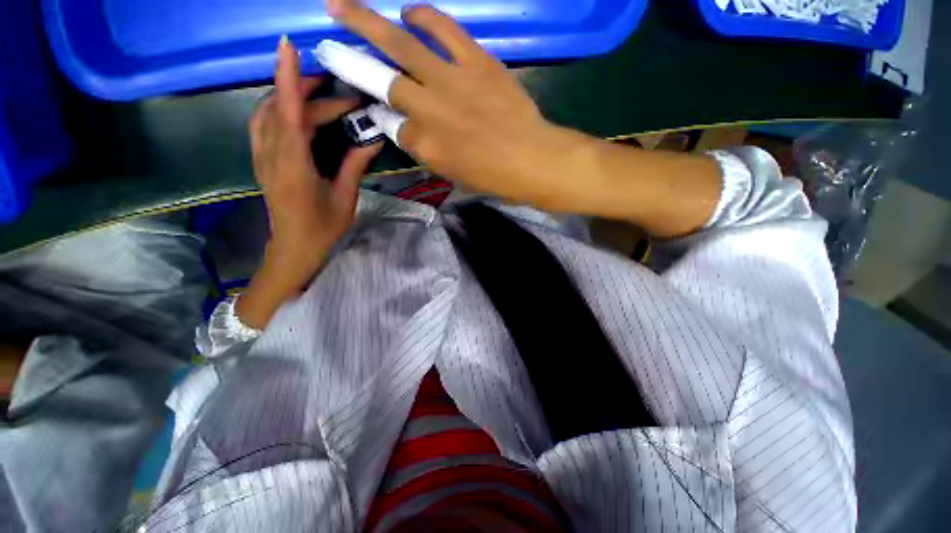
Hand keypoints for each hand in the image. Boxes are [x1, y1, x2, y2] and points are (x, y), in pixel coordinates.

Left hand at [239, 36, 381, 328]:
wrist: (294, 247)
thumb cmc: (323, 228)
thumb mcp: (345, 199)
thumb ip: (353, 166)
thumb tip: (371, 140)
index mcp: (294, 167)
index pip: (288, 114)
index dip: (288, 79)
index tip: (288, 46)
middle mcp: (271, 156)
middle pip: (283, 110)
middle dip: (311, 94)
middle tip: (344, 95)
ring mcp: (262, 157)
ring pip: (268, 112)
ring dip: (290, 96)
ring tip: (319, 93)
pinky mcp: (262, 160)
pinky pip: (263, 124)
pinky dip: (278, 108)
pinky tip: (296, 110)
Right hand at [326, 0, 580, 206]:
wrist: (533, 159)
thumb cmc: (494, 177)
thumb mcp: (454, 174)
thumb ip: (427, 150)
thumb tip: (406, 126)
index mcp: (427, 147)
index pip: (393, 126)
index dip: (381, 114)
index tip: (373, 104)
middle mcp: (431, 112)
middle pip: (383, 81)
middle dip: (350, 61)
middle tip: (327, 41)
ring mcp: (453, 82)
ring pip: (403, 46)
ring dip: (370, 23)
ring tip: (345, 7)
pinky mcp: (477, 62)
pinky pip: (445, 30)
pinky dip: (425, 16)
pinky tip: (411, 11)